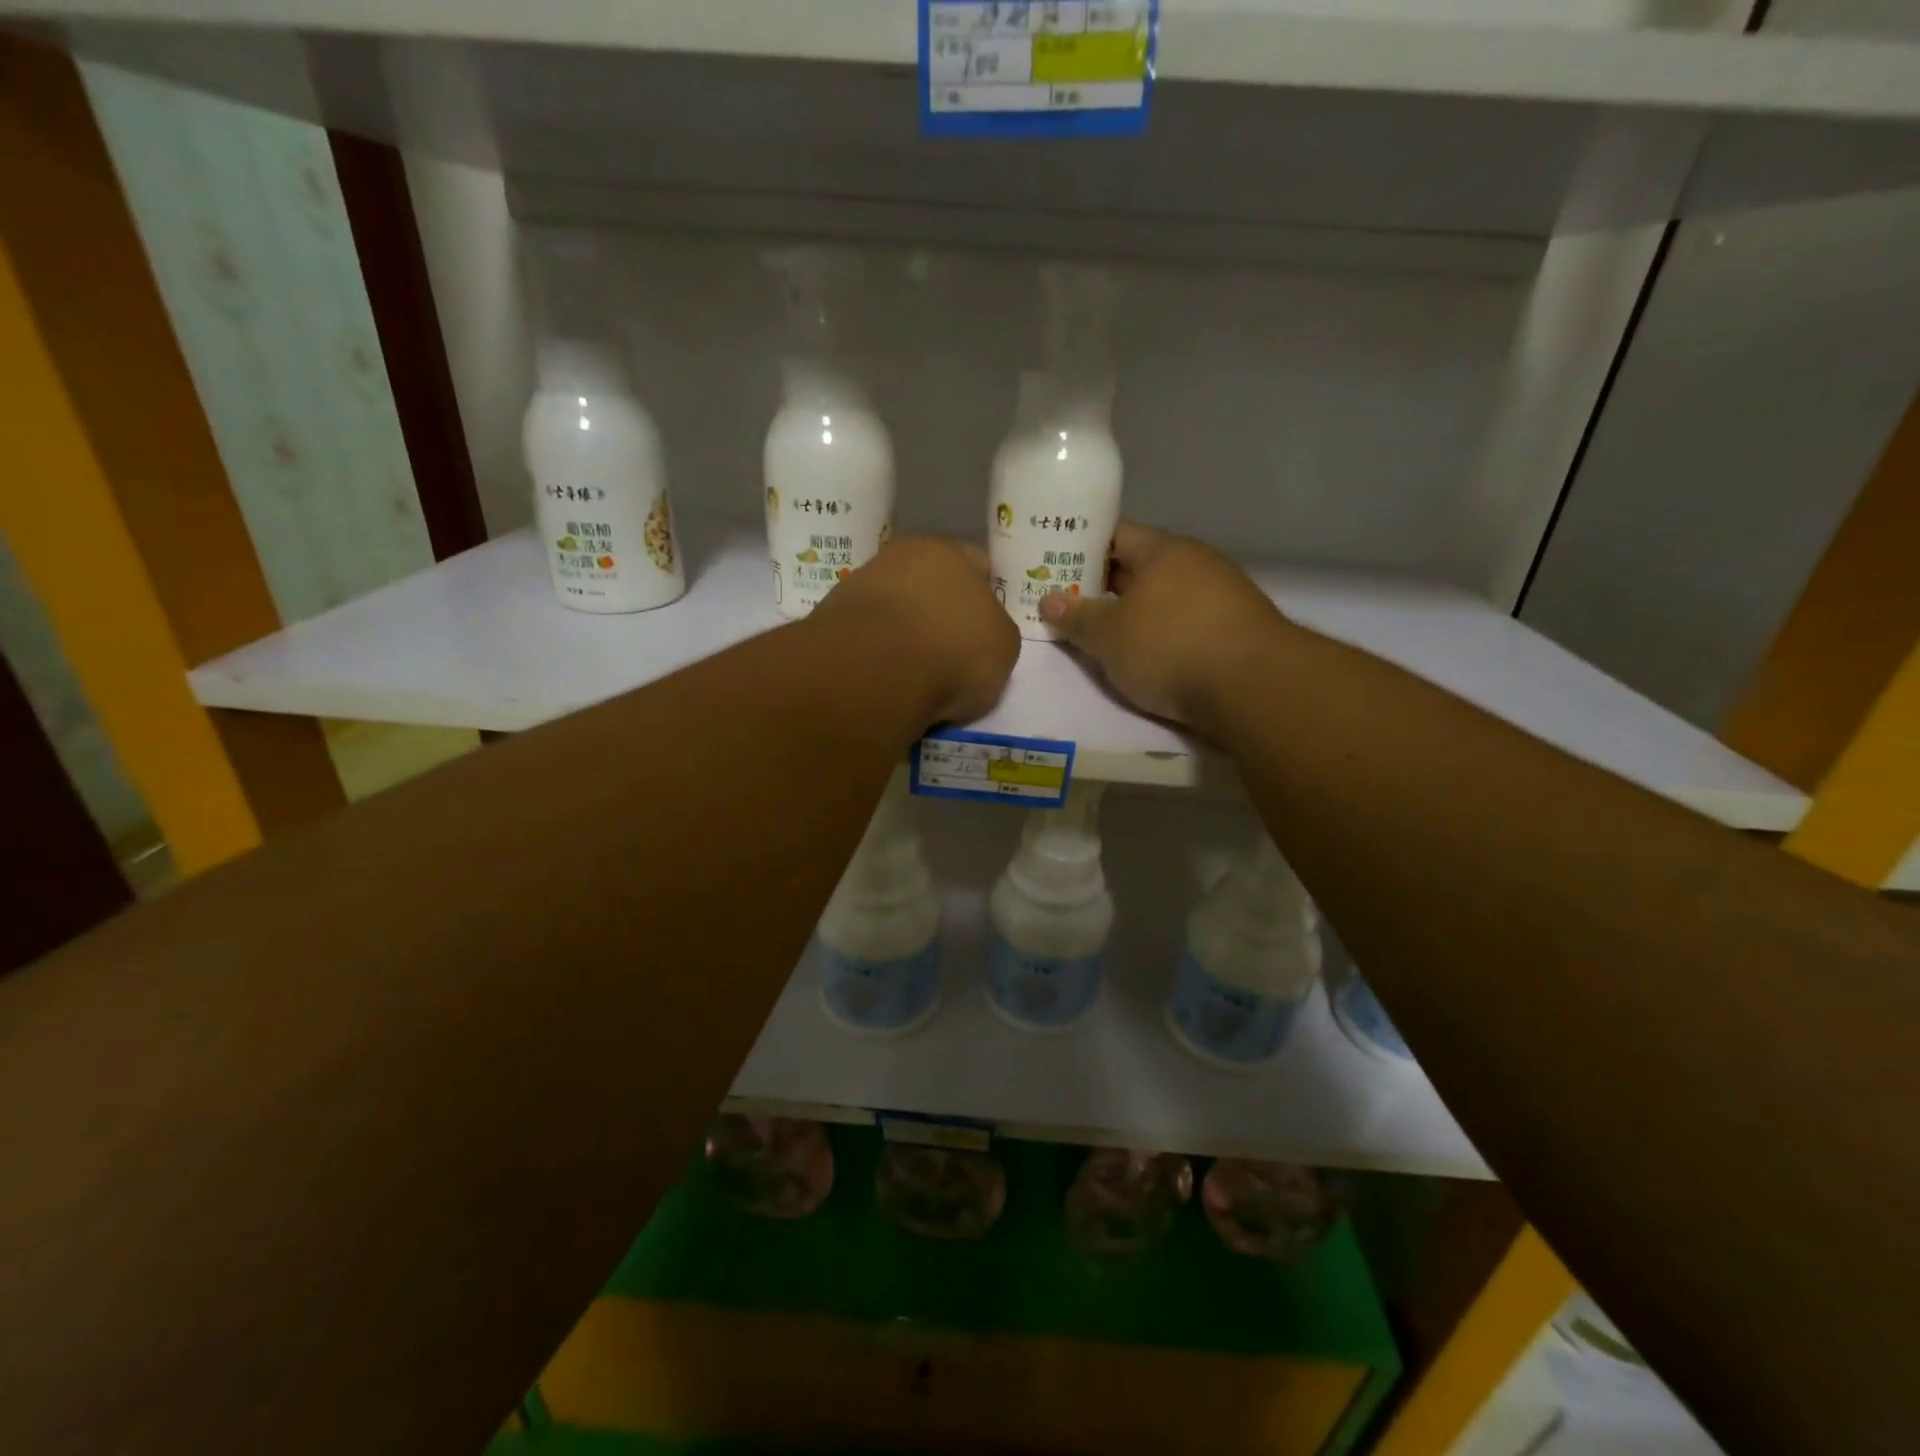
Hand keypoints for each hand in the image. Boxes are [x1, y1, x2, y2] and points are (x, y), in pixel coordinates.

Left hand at [809, 536, 1019, 723]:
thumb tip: (977, 639)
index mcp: (949, 552)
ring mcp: (858, 587)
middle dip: (939, 614)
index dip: (985, 595)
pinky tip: (886, 681)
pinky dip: (876, 657)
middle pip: (928, 585)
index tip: (985, 628)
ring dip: (904, 636)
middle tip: (950, 653)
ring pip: (893, 611)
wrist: (874, 671)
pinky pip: (866, 639)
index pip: (976, 563)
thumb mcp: (1003, 648)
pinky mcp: (829, 622)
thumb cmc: (953, 650)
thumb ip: (993, 634)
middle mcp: (899, 557)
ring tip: (916, 677)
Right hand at [1039, 522, 1290, 732]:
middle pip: (1140, 566)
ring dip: (1134, 612)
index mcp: (1162, 550)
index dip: (1083, 547)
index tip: (1055, 564)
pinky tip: (1147, 654)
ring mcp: (1222, 594)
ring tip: (1102, 633)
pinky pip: (1185, 621)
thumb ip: (1076, 617)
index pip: (1115, 534)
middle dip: (1104, 585)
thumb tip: (1048, 599)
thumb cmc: (1169, 646)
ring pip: (1164, 596)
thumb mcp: (1108, 636)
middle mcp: (1195, 562)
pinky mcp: (1236, 629)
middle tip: (1068, 603)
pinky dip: (1162, 632)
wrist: (1253, 687)